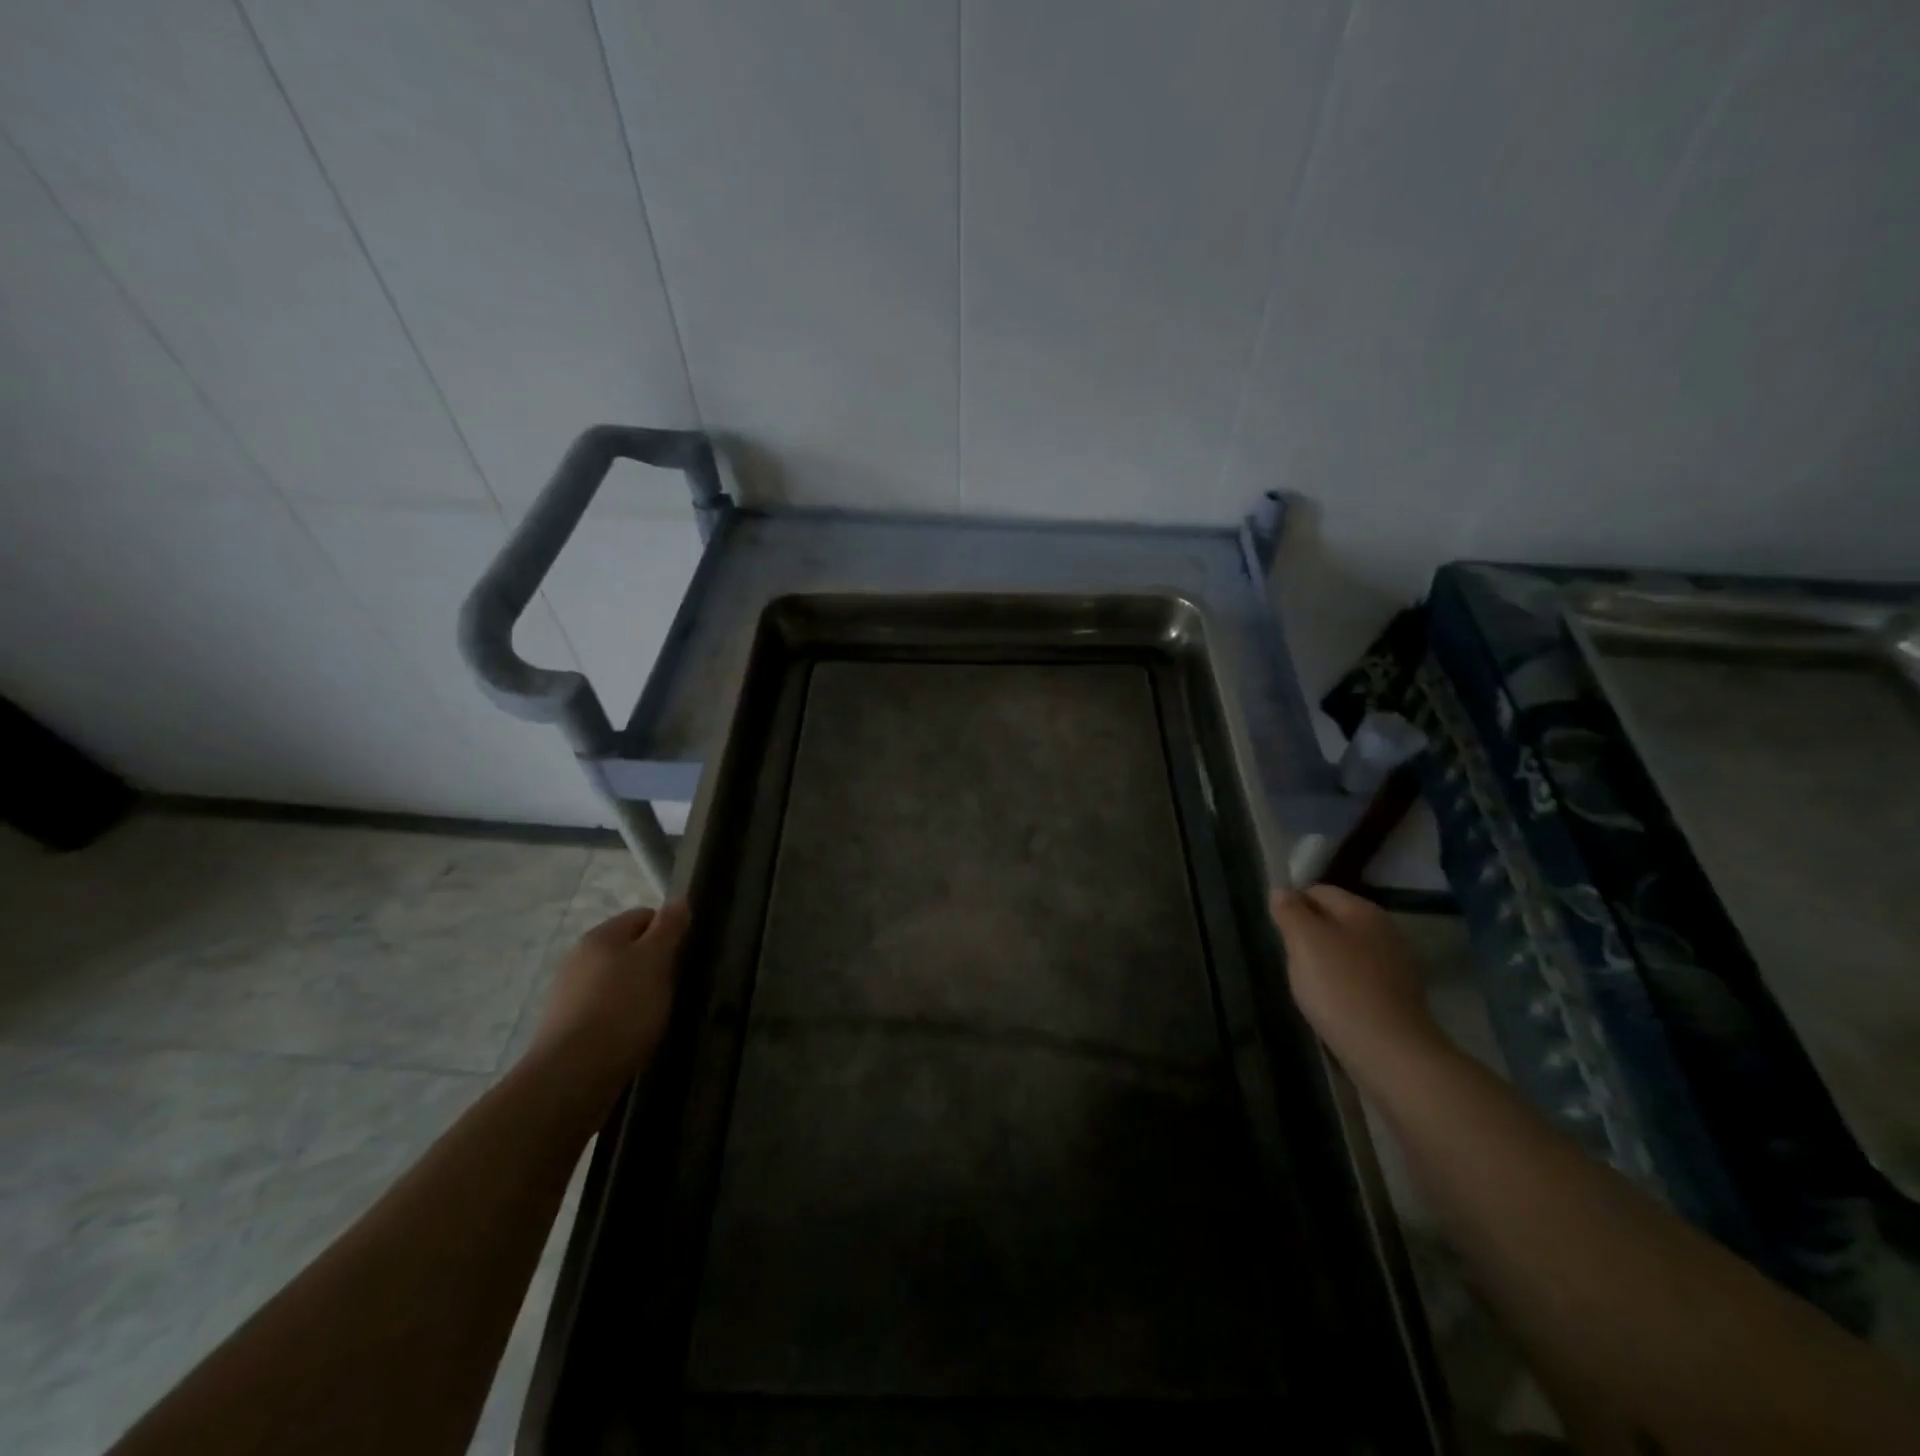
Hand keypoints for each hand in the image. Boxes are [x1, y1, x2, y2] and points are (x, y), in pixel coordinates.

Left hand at [527, 901, 689, 1101]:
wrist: (572, 1075)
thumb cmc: (622, 1008)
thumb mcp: (656, 961)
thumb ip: (669, 928)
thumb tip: (679, 899)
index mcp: (601, 935)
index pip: (643, 916)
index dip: (669, 931)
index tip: (685, 956)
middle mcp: (579, 957)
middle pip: (628, 949)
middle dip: (653, 964)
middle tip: (673, 986)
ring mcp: (567, 993)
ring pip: (615, 980)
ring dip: (636, 992)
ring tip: (654, 1015)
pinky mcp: (564, 1026)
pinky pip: (602, 1009)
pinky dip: (619, 1017)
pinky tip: (630, 1036)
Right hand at [1269, 885, 1442, 1076]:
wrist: (1390, 1052)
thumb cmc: (1340, 987)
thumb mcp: (1304, 941)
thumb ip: (1290, 911)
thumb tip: (1281, 891)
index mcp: (1363, 910)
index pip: (1318, 891)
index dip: (1292, 903)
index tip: (1275, 928)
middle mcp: (1385, 930)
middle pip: (1335, 920)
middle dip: (1308, 933)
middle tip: (1288, 956)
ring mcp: (1396, 965)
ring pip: (1347, 950)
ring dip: (1325, 960)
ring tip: (1306, 982)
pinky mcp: (1399, 997)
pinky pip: (1360, 978)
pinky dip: (1342, 984)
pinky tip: (1331, 1003)